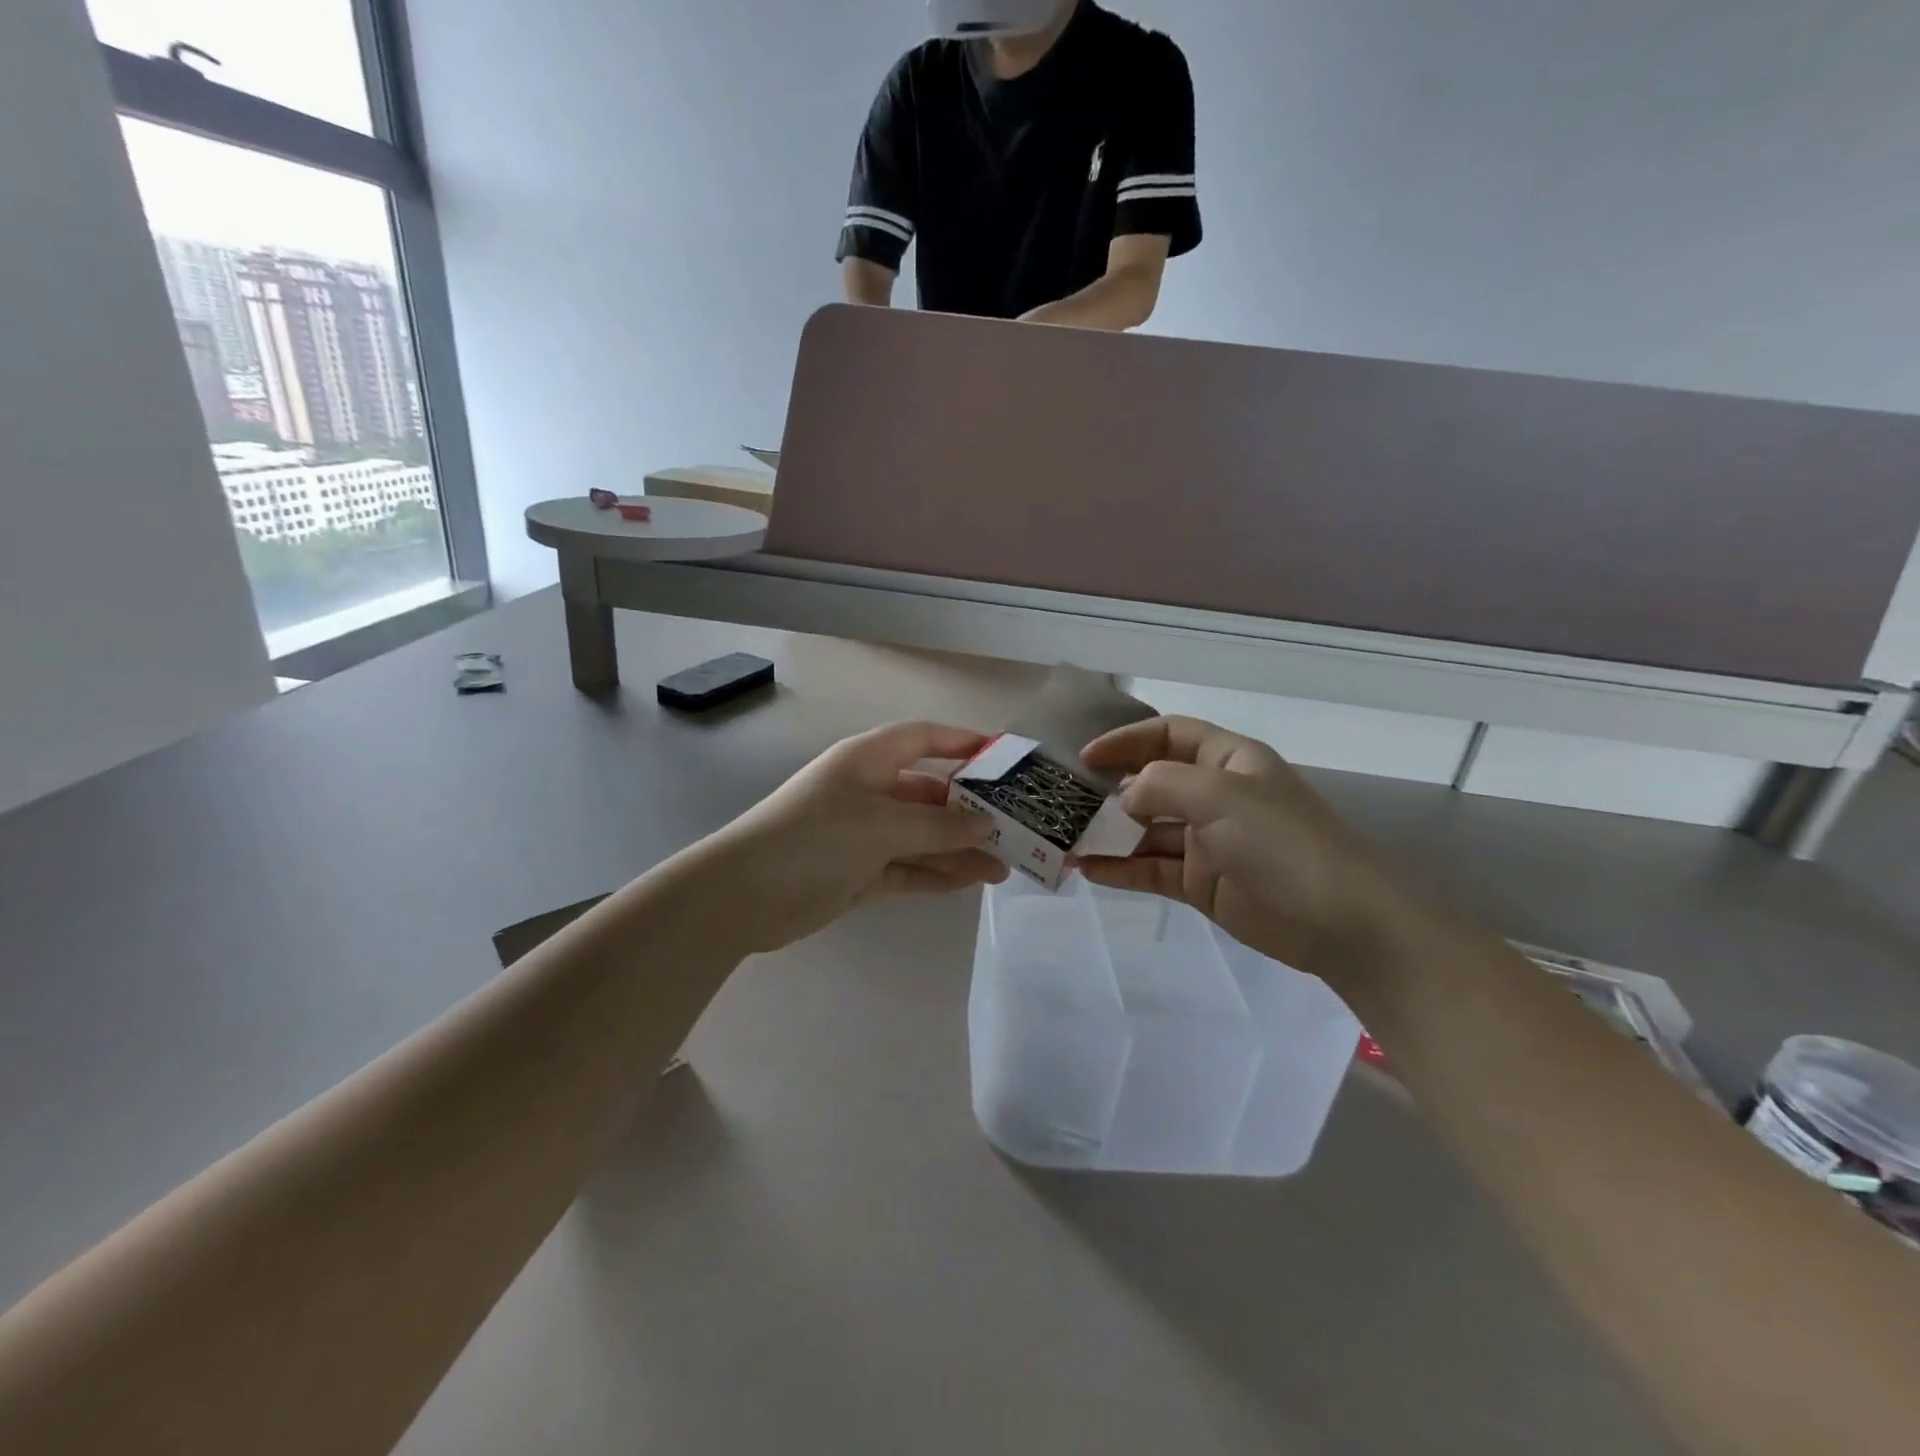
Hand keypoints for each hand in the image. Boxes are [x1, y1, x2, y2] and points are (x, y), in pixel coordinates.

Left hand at [704, 722, 1008, 952]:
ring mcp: (864, 833)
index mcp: (868, 760)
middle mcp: (869, 790)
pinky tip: (970, 881)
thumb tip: (986, 826)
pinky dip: (936, 873)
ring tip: (1003, 868)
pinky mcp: (860, 871)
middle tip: (1014, 830)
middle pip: (930, 793)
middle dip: (969, 811)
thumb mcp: (882, 825)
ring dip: (959, 849)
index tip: (1004, 758)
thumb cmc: (815, 838)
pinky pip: (908, 867)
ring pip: (923, 836)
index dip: (963, 743)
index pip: (924, 738)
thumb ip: (938, 826)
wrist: (745, 895)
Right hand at [1078, 717, 1403, 980]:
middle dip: (1111, 789)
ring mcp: (1209, 841)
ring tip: (1067, 839)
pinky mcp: (1203, 883)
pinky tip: (1088, 870)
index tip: (1086, 757)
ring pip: (1148, 830)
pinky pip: (1153, 869)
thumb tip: (1125, 796)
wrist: (1340, 923)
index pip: (1170, 734)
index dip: (1127, 740)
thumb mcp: (1221, 796)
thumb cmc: (1282, 843)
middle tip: (1066, 800)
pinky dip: (1122, 869)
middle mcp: (1217, 796)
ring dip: (1110, 833)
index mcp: (1230, 761)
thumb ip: (1161, 784)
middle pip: (1153, 782)